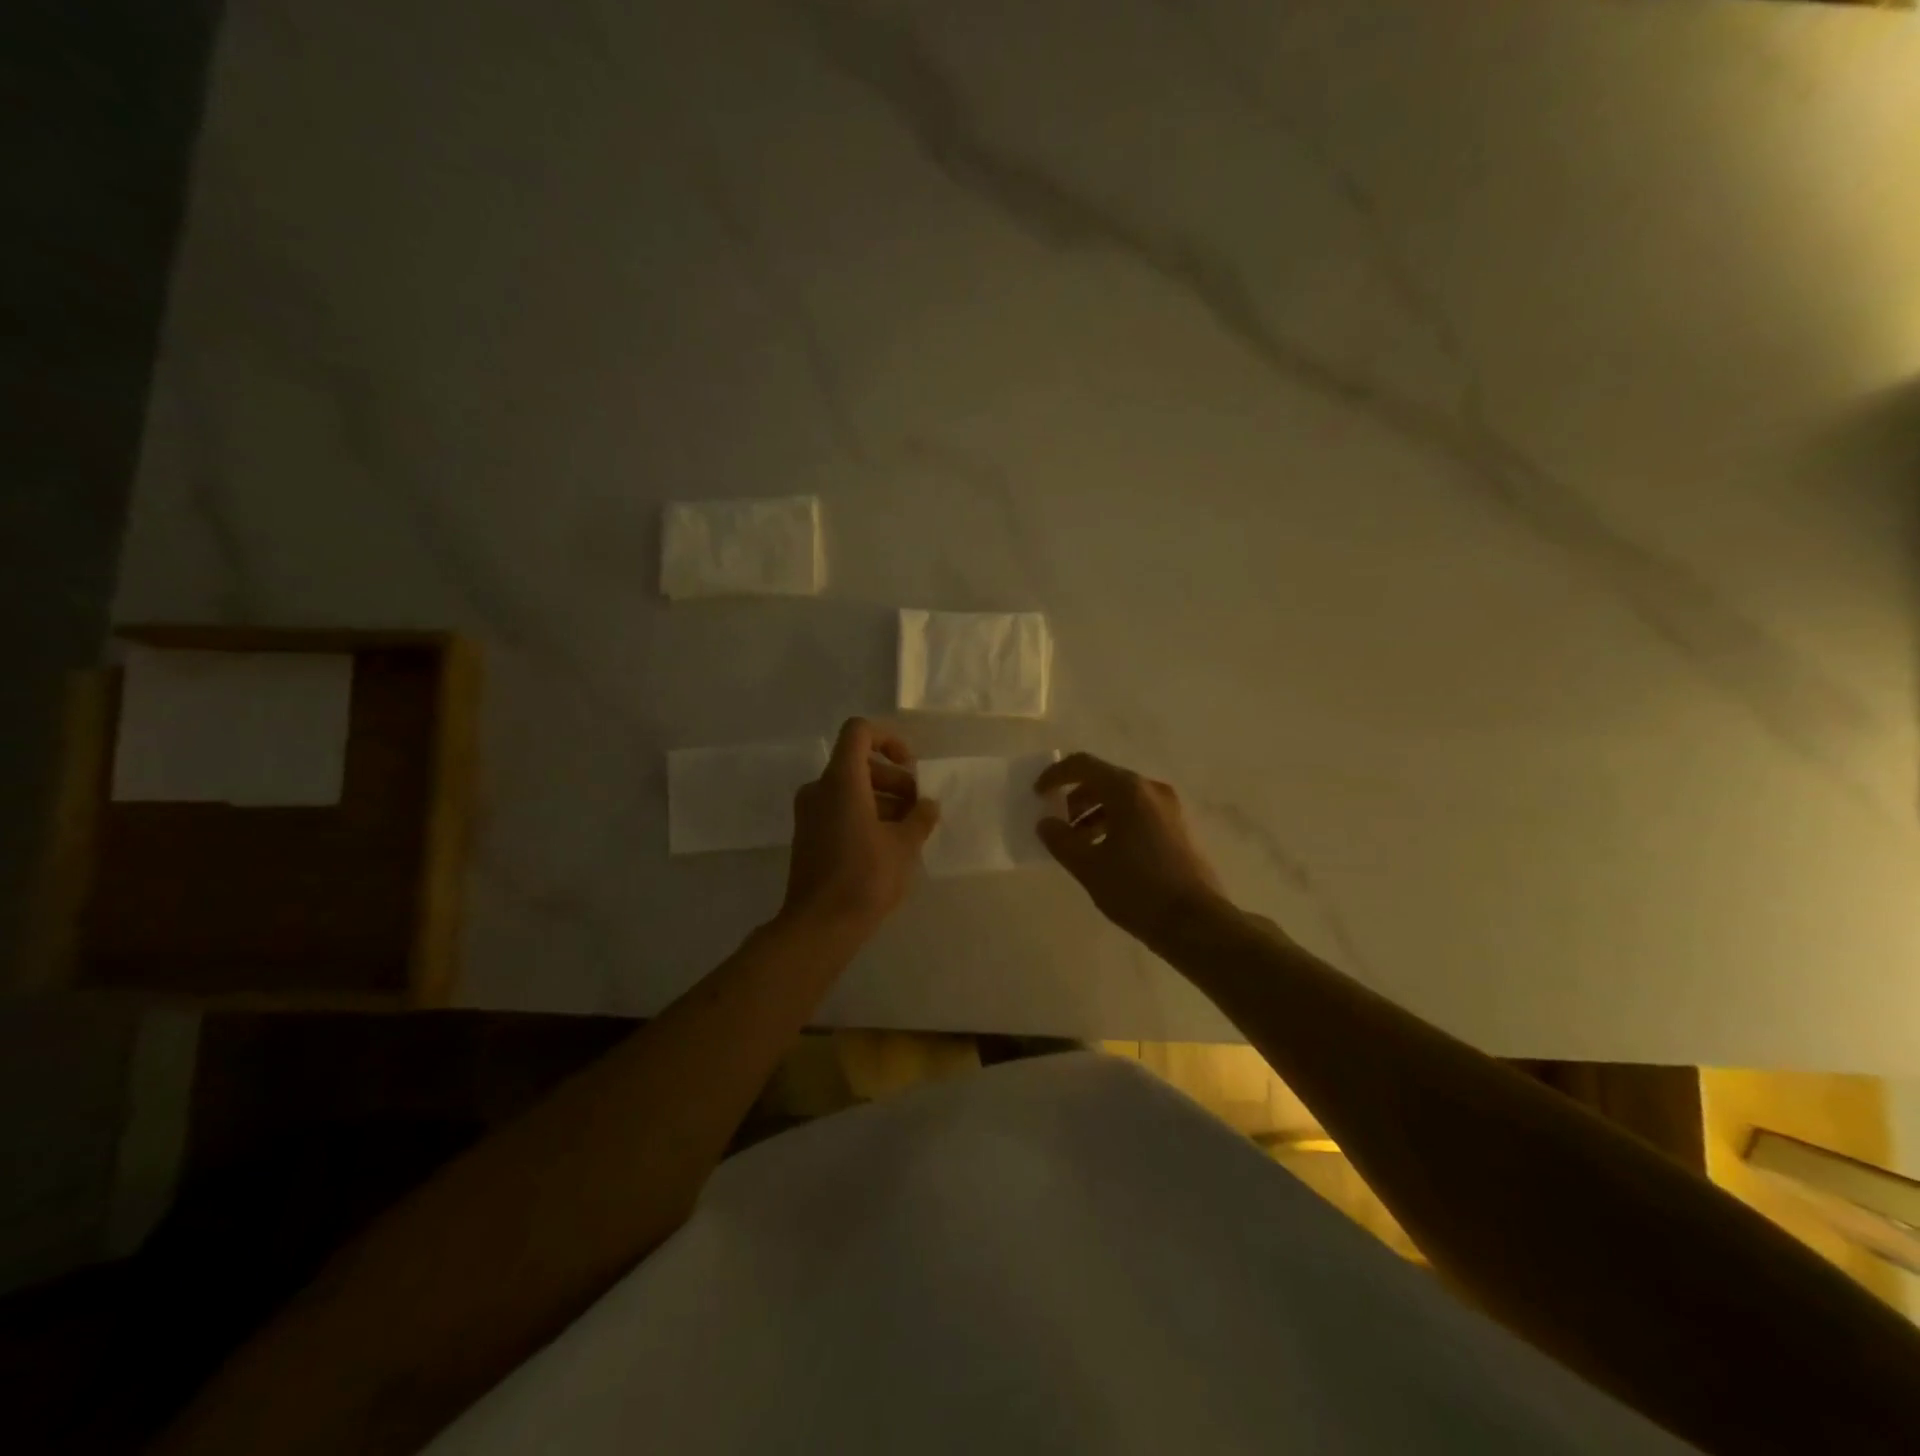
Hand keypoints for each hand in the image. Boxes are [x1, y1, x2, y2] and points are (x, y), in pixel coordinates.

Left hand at [781, 718, 939, 937]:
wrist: (819, 925)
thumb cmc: (865, 878)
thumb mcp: (904, 845)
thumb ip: (920, 817)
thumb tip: (928, 804)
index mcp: (841, 781)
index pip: (859, 732)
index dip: (888, 739)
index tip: (910, 767)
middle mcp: (819, 789)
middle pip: (858, 763)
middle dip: (893, 779)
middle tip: (918, 807)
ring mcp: (809, 813)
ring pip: (850, 788)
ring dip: (882, 799)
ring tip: (909, 829)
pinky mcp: (808, 835)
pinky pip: (838, 809)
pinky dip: (864, 814)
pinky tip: (888, 844)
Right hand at [1034, 753, 1229, 942]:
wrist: (1197, 923)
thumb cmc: (1138, 890)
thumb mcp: (1089, 867)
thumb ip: (1061, 840)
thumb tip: (1046, 823)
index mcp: (1128, 790)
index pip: (1083, 765)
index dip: (1056, 776)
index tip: (1038, 795)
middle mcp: (1151, 790)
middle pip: (1104, 780)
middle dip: (1075, 799)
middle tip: (1058, 825)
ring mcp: (1169, 809)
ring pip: (1122, 798)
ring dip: (1094, 814)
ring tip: (1078, 845)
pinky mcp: (1178, 828)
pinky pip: (1138, 813)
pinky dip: (1115, 823)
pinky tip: (1105, 853)